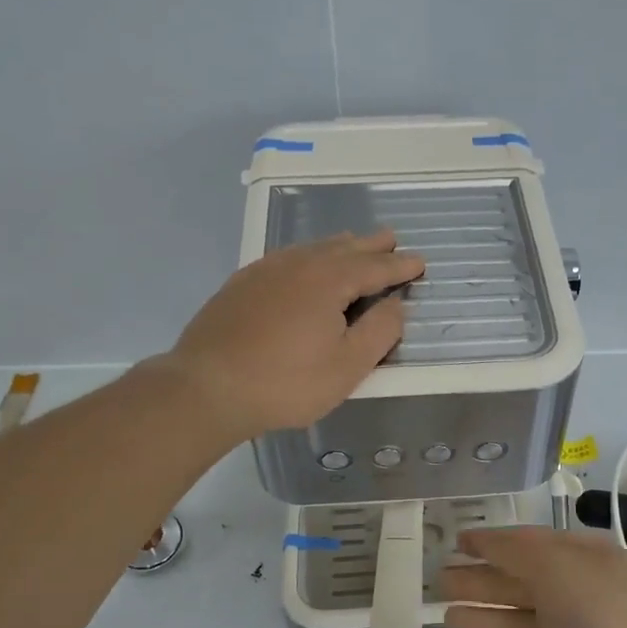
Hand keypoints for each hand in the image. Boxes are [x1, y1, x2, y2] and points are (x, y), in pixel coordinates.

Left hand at [162, 230, 424, 441]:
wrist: (207, 388)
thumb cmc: (286, 382)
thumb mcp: (347, 366)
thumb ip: (379, 331)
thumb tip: (396, 304)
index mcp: (329, 280)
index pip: (375, 267)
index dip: (400, 265)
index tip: (419, 262)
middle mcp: (298, 264)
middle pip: (343, 248)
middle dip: (371, 245)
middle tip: (391, 239)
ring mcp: (265, 271)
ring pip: (312, 249)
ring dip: (339, 246)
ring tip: (354, 244)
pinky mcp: (241, 284)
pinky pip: (286, 258)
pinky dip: (307, 256)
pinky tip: (303, 266)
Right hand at [441, 527, 626, 627]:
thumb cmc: (606, 614)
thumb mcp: (559, 567)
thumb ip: (516, 552)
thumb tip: (483, 540)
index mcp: (583, 557)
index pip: (528, 543)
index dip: (491, 542)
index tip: (456, 542)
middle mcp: (580, 591)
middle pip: (520, 582)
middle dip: (481, 580)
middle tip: (439, 581)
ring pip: (522, 621)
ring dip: (486, 616)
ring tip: (445, 617)